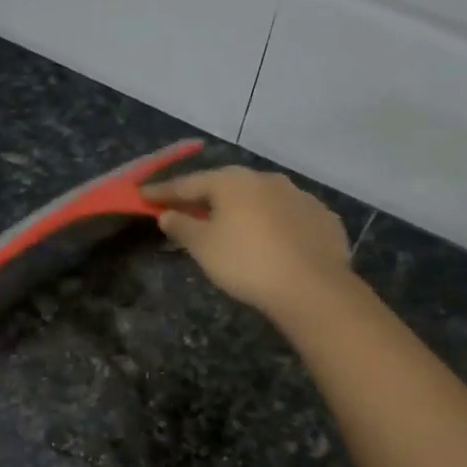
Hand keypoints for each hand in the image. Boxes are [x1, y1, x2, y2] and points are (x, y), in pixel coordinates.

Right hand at [142, 166, 353, 321]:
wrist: (312, 286)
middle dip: (206, 197)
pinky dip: (274, 224)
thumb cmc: (246, 263)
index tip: (144, 195)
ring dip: (243, 209)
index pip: (189, 183)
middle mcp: (267, 179)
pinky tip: (272, 240)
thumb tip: (167, 214)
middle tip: (188, 208)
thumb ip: (182, 226)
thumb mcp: (203, 247)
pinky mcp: (323, 218)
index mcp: (233, 182)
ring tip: (233, 225)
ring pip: (261, 199)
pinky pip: (288, 216)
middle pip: (227, 186)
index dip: (164, 191)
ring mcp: (299, 196)